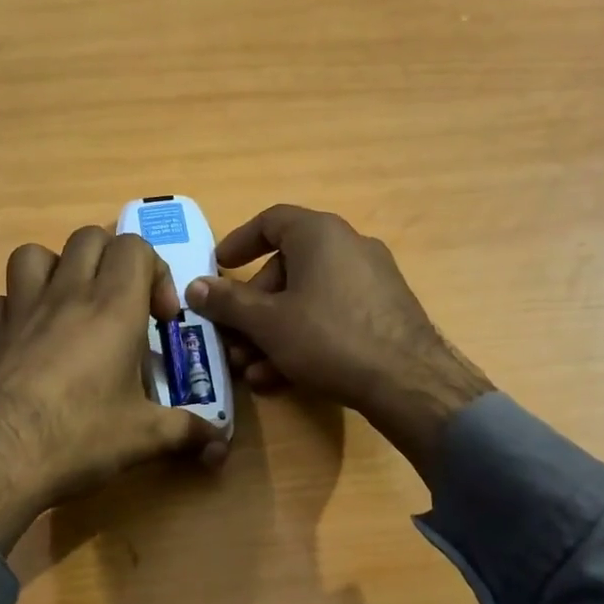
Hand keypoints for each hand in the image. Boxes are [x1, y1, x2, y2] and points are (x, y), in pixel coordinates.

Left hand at [0, 228, 225, 553]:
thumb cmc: (80, 435)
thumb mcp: (145, 437)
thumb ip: (188, 432)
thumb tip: (221, 444)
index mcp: (113, 306)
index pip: (135, 247)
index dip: (156, 272)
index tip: (160, 319)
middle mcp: (67, 294)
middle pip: (88, 238)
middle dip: (111, 261)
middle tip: (122, 305)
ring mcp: (22, 310)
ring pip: (34, 254)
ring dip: (56, 269)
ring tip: (71, 306)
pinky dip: (14, 308)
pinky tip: (28, 337)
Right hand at [183, 204, 492, 477]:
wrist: (408, 382)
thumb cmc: (328, 337)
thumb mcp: (267, 322)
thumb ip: (227, 302)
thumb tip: (194, 286)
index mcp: (320, 234)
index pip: (271, 221)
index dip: (239, 242)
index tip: (218, 266)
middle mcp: (348, 247)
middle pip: (286, 268)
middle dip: (252, 308)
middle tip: (232, 338)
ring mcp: (370, 280)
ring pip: (306, 299)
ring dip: (272, 332)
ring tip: (251, 368)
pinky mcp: (383, 312)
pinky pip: (331, 316)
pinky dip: (303, 338)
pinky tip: (282, 377)